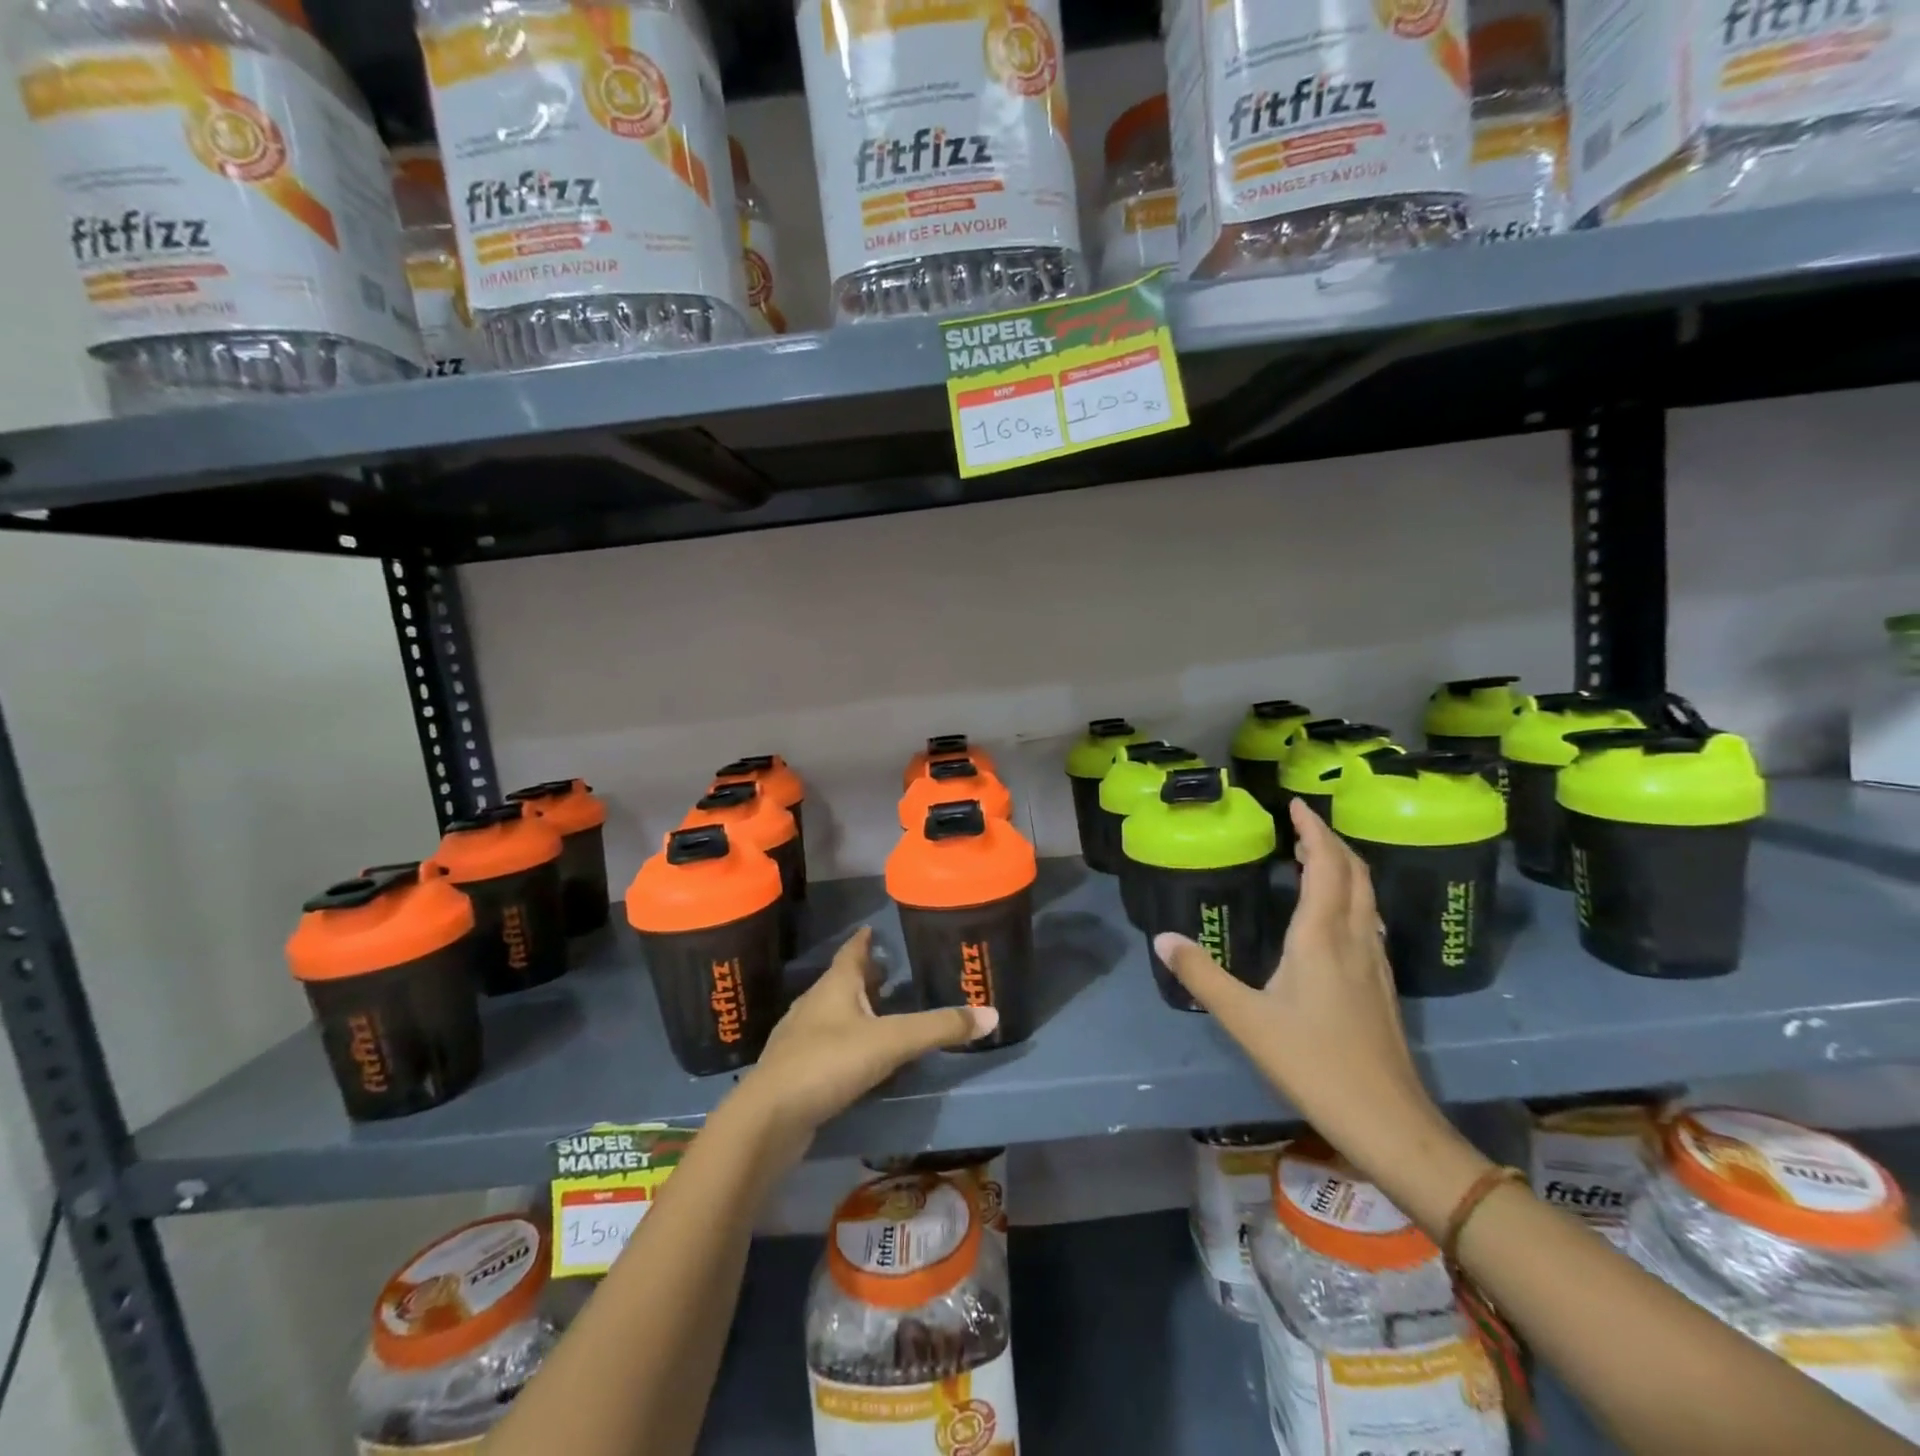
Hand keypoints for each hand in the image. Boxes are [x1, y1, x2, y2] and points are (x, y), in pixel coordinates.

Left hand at [732, 928, 996, 1163]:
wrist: (769, 1119)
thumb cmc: (828, 1063)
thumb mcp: (892, 1042)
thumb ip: (939, 1028)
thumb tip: (992, 1014)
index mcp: (835, 986)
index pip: (852, 952)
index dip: (864, 940)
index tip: (873, 929)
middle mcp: (814, 1005)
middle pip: (842, 982)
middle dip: (864, 976)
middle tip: (889, 973)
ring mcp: (800, 1039)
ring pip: (832, 1014)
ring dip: (854, 1010)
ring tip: (879, 1014)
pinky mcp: (794, 1072)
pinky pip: (825, 1046)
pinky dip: (844, 1043)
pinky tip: (857, 1060)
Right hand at [1155, 799, 1475, 1214]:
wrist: (1387, 1120)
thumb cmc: (1313, 1063)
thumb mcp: (1245, 1019)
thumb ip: (1201, 975)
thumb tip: (1162, 938)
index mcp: (1322, 937)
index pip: (1326, 865)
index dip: (1313, 830)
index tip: (1295, 804)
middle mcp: (1354, 939)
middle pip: (1354, 873)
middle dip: (1330, 841)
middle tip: (1300, 826)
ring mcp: (1375, 962)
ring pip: (1366, 896)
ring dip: (1343, 867)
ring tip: (1312, 858)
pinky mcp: (1381, 985)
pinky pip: (1368, 919)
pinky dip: (1350, 896)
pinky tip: (1332, 916)